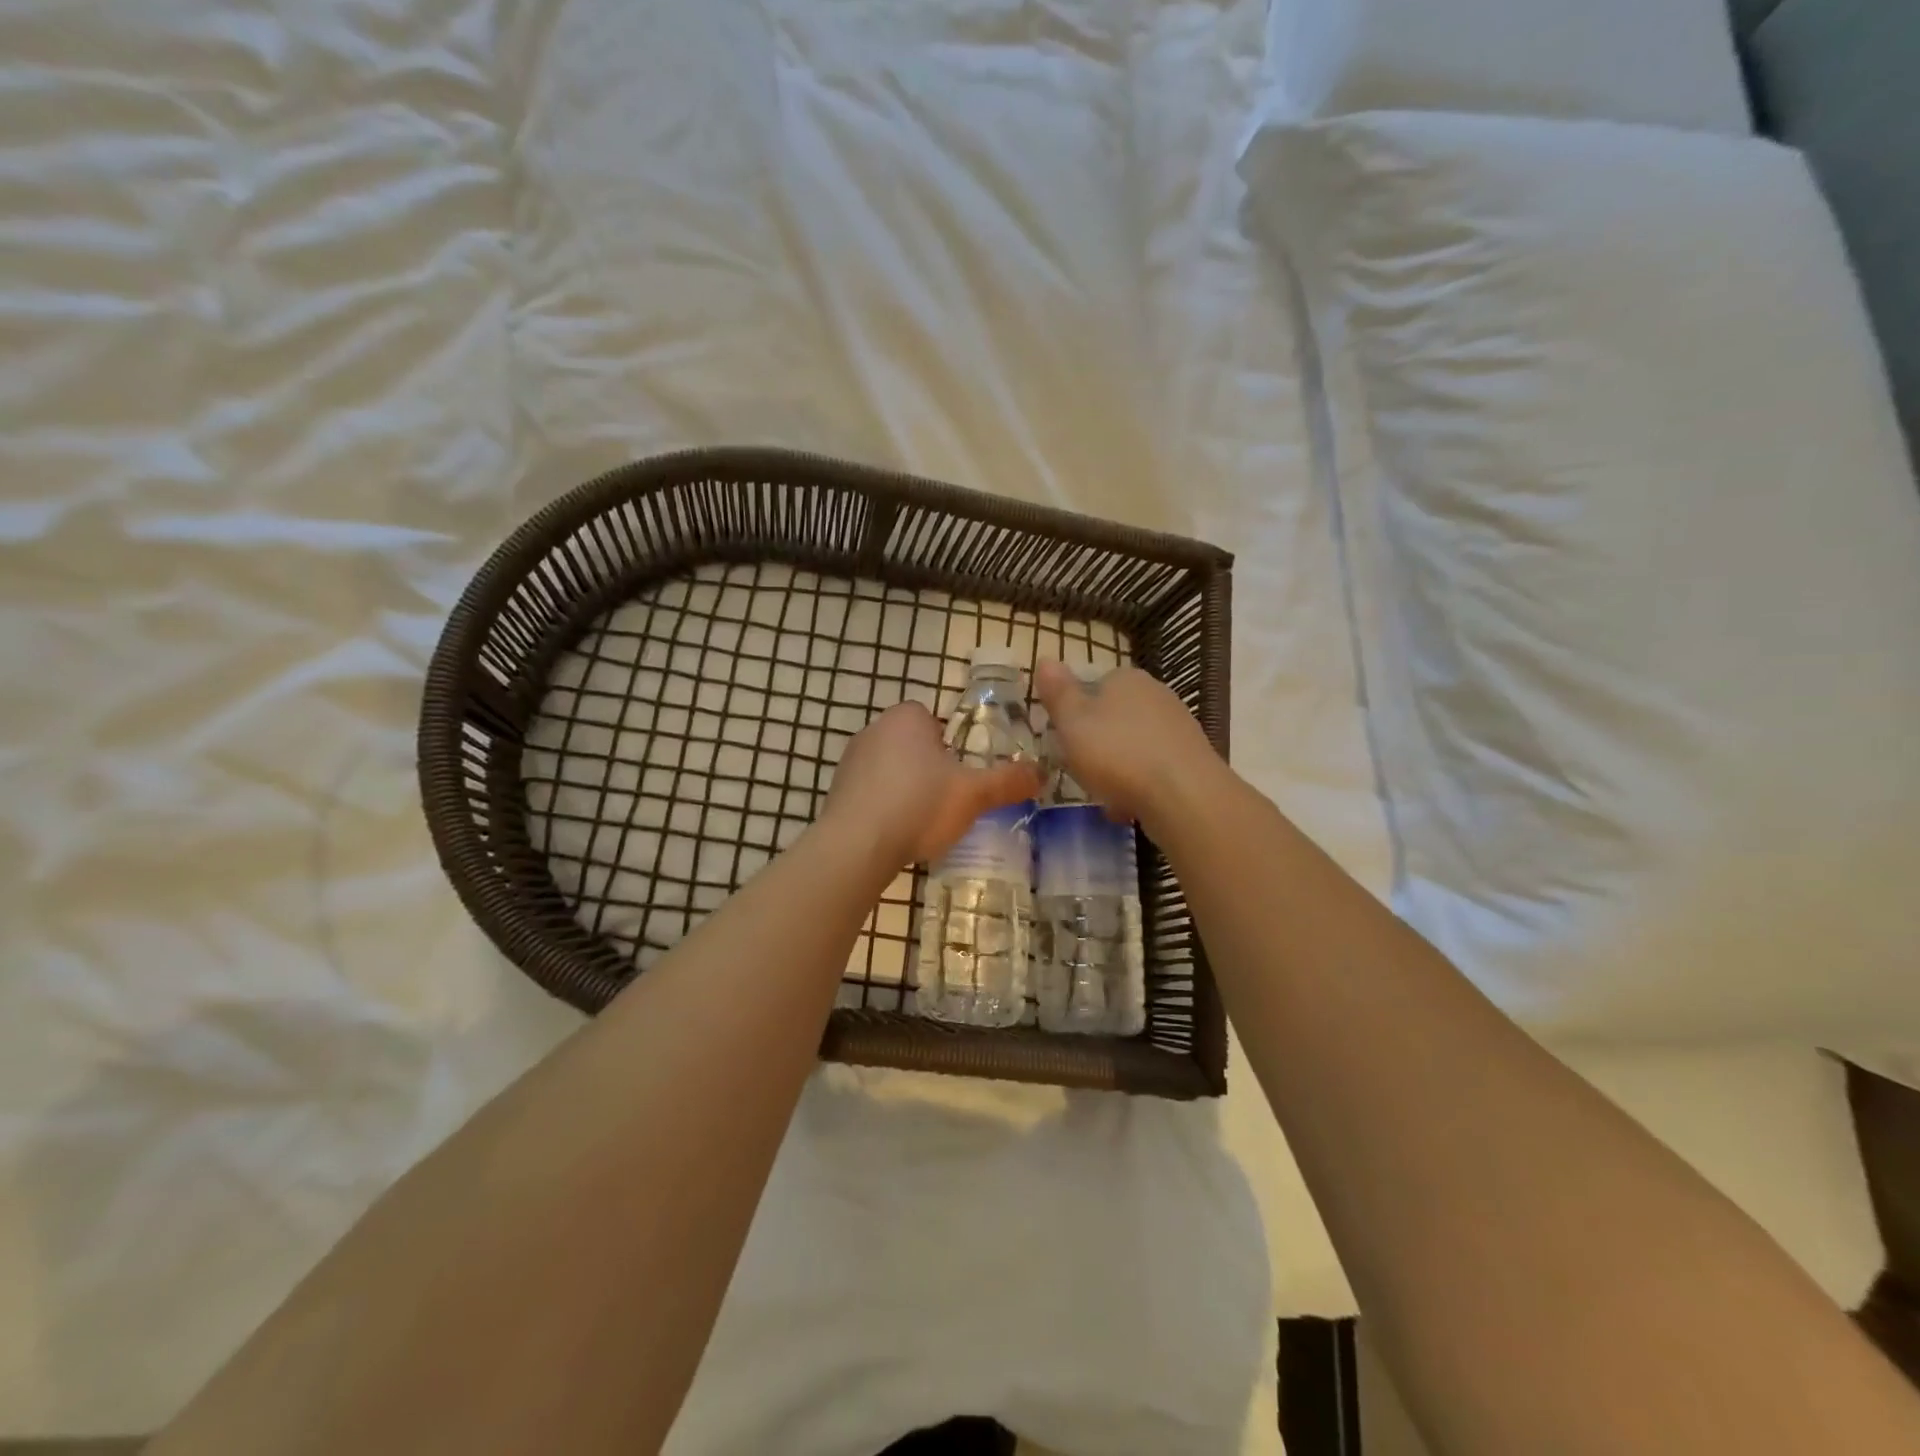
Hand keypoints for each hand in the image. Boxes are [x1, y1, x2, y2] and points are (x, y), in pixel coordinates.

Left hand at [824, 701, 1041, 868]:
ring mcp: (850, 761)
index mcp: (907, 717)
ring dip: (905, 789)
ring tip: (923, 821)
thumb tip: (1042, 773)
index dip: (951, 746)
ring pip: (891, 770)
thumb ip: (1008, 781)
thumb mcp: (974, 794)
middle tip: (948, 799)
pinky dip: (884, 808)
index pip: (934, 720)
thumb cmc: (920, 805)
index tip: (961, 773)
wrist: (857, 845)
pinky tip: (896, 833)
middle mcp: (874, 729)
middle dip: (929, 768)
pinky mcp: (837, 791)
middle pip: (913, 745)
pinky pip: (870, 793)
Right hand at [1033, 661, 1220, 826]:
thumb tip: (1045, 659)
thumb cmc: (1117, 753)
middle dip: (1097, 743)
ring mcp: (1179, 726)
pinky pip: (1154, 769)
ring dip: (1118, 768)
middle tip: (1080, 770)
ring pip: (1134, 745)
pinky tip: (1131, 807)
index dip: (1075, 713)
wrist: (1183, 795)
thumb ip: (1058, 692)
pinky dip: (1140, 785)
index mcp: (1125, 678)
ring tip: (1104, 795)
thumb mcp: (1072, 721)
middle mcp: (1156, 694)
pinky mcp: (1192, 759)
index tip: (1064, 740)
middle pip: (1114, 717)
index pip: (1093, 685)